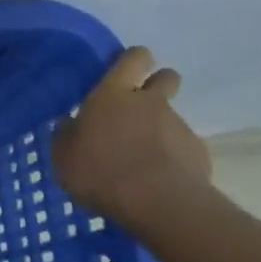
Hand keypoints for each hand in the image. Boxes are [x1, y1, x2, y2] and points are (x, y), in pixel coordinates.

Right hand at [52, 47, 211, 230]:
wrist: (158, 203)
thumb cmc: (100, 172)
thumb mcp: (63, 157)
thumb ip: (67, 136)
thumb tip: (69, 123)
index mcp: (113, 95)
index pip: (134, 58)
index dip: (132, 61)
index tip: (124, 73)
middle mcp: (150, 102)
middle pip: (166, 77)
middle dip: (156, 85)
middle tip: (137, 109)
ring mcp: (178, 125)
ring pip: (170, 116)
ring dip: (158, 128)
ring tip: (140, 158)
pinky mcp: (197, 151)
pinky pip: (181, 146)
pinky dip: (171, 156)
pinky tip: (156, 178)